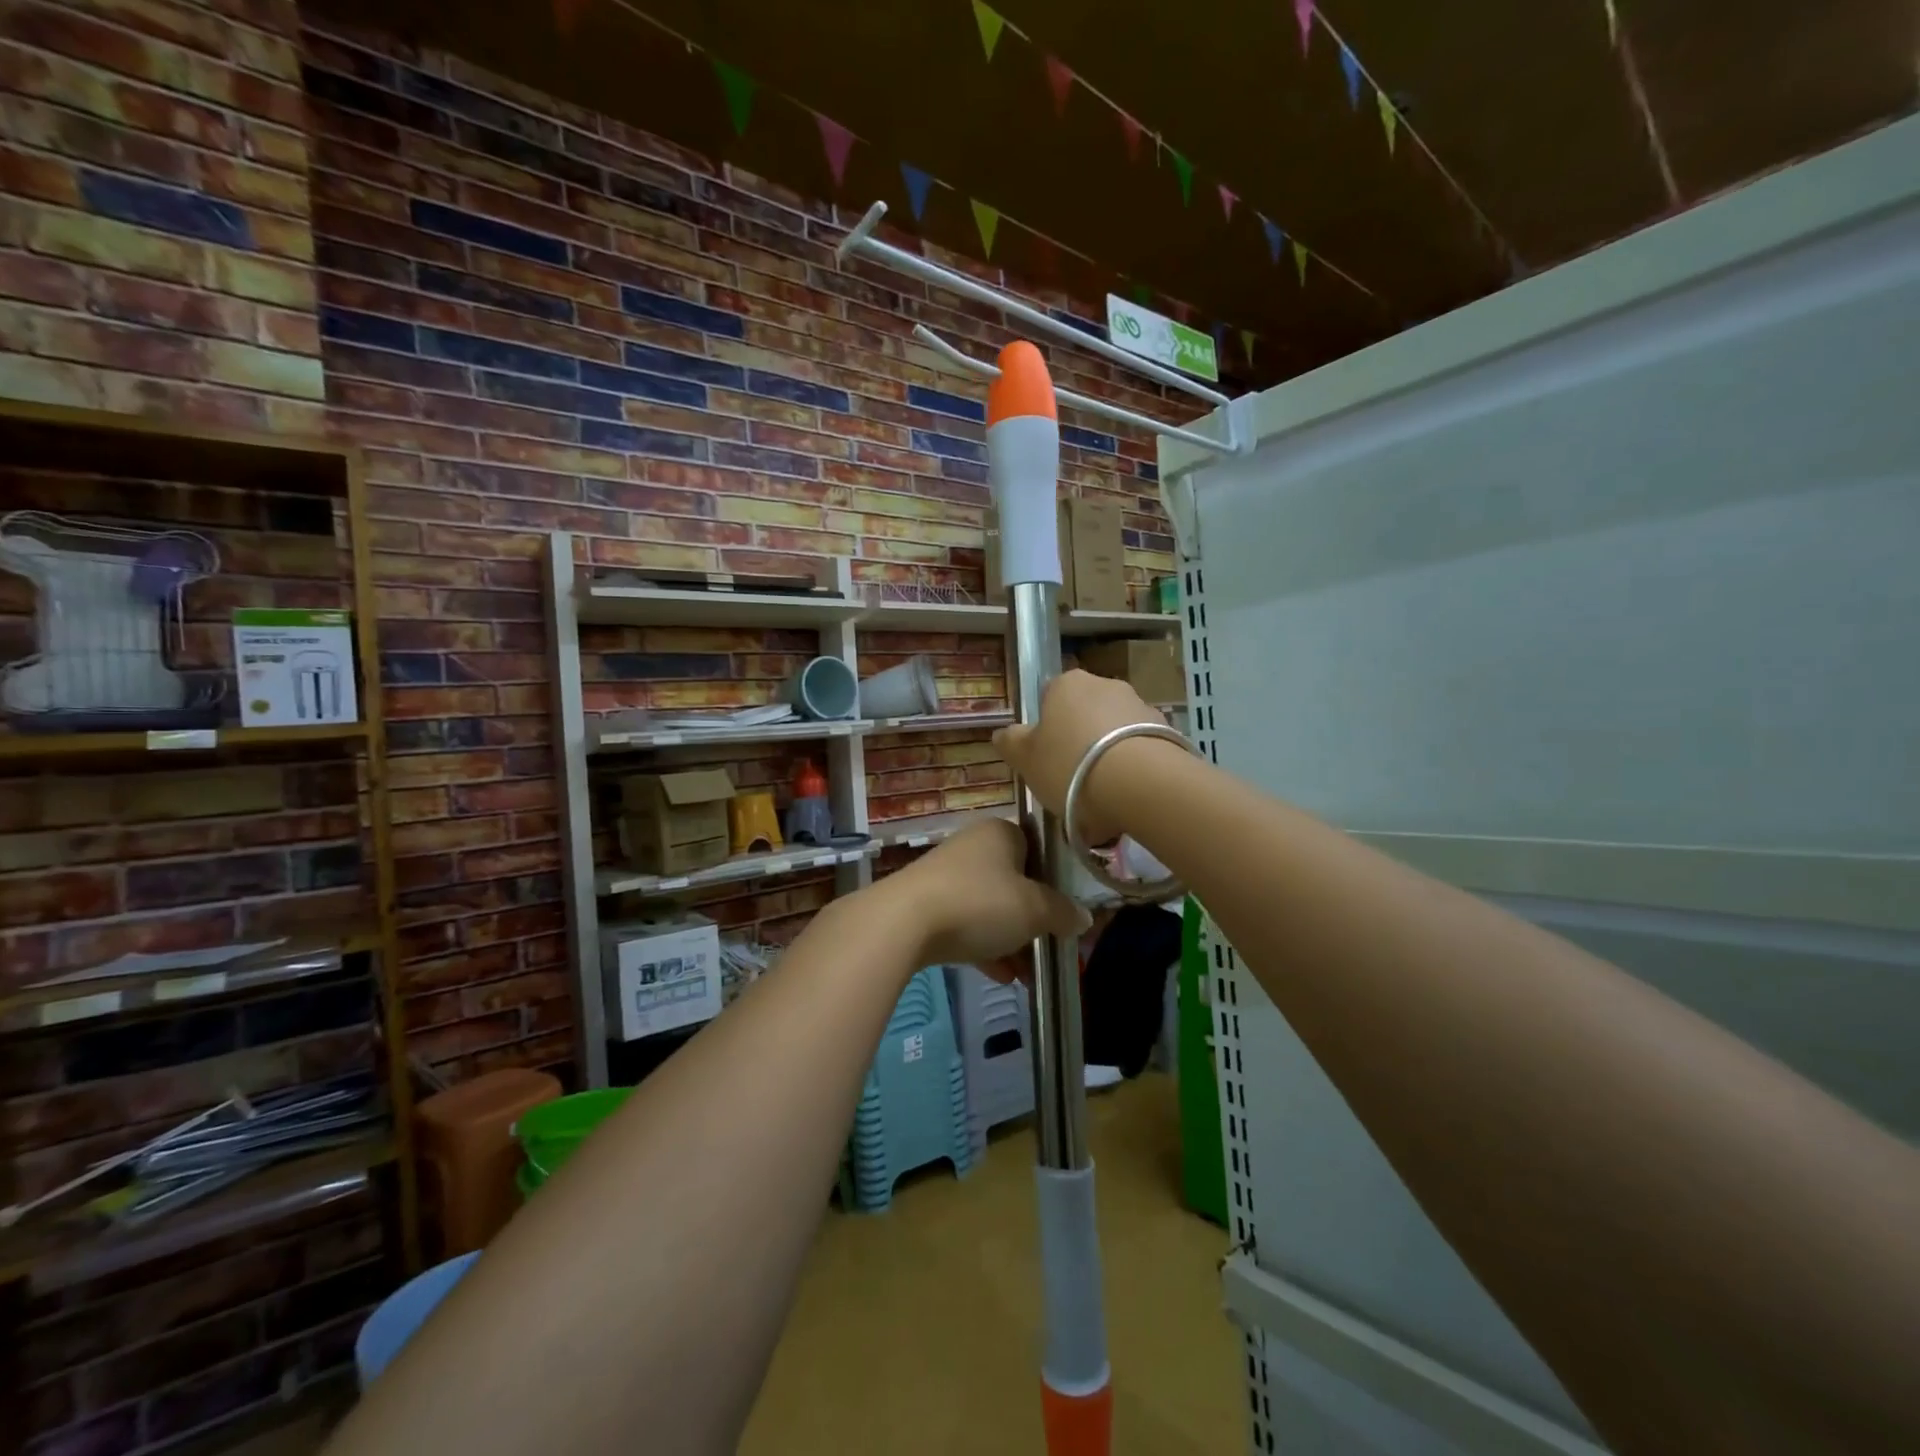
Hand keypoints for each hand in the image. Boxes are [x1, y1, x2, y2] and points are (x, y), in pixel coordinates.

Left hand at [879, 818, 1088, 966]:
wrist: (904, 922)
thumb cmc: (980, 903)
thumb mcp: (1033, 910)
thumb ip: (1062, 913)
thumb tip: (1084, 918)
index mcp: (1001, 833)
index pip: (1038, 850)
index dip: (1054, 883)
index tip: (1064, 915)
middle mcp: (973, 847)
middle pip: (1014, 883)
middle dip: (1032, 921)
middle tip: (1048, 949)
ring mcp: (947, 876)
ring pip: (990, 908)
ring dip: (1010, 941)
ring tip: (1027, 976)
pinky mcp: (927, 904)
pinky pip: (966, 924)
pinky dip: (984, 948)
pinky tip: (1000, 978)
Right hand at [992, 670, 1167, 843]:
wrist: (1142, 784)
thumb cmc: (1070, 765)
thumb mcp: (1025, 759)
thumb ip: (1011, 743)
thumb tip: (1002, 734)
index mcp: (1067, 684)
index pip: (1049, 697)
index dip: (1046, 728)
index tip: (1046, 757)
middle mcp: (1106, 684)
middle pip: (1085, 714)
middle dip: (1080, 742)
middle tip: (1072, 781)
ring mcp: (1141, 705)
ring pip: (1114, 733)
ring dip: (1108, 756)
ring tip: (1103, 798)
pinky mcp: (1168, 731)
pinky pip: (1141, 750)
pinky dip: (1133, 769)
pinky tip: (1128, 799)